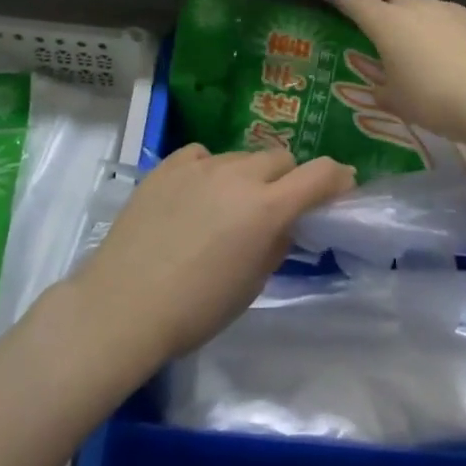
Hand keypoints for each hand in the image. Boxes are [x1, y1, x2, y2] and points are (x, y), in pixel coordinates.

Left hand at [77, 145, 354, 363]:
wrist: (124, 304)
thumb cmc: (196, 310)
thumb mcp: (250, 286)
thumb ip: (274, 245)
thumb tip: (282, 225)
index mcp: (266, 208)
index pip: (319, 173)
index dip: (337, 177)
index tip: (341, 187)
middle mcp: (238, 175)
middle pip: (279, 158)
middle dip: (288, 179)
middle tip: (276, 207)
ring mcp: (200, 165)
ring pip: (240, 157)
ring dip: (247, 176)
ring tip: (227, 207)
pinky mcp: (168, 165)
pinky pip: (202, 155)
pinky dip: (209, 171)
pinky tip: (195, 195)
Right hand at [314, 0, 465, 149]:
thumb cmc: (435, 101)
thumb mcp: (398, 103)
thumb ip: (383, 90)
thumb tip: (380, 88)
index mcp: (387, 23)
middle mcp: (417, 6)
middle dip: (379, 3)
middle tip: (376, 23)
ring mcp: (451, 9)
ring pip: (423, 4)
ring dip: (414, 17)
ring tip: (418, 44)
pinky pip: (452, 18)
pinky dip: (444, 29)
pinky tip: (453, 53)